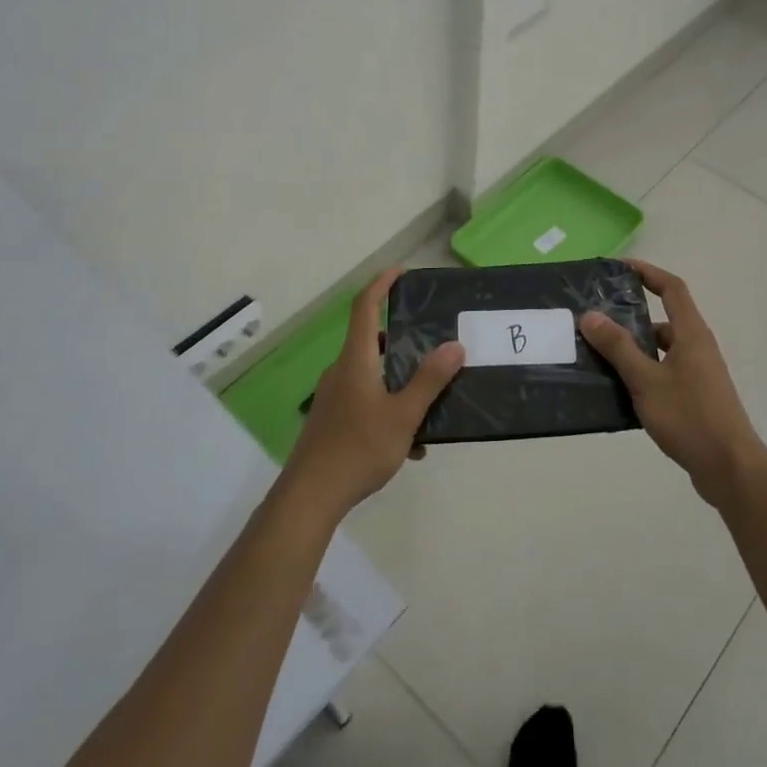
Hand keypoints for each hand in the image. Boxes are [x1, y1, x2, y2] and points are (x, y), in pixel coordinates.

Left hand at [283, 268, 464, 517]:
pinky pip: (366, 399)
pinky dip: (389, 408)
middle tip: (433, 344)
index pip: (365, 307)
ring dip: (400, 382)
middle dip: (403, 340)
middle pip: (372, 340)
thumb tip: (455, 345)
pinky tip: (409, 443)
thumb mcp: (404, 415)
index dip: (381, 284)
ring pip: (372, 374)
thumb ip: (430, 380)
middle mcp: (341, 370)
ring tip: (429, 404)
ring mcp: (334, 395)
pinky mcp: (332, 418)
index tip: (401, 271)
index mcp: (356, 359)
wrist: (311, 495)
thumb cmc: (358, 448)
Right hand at [579, 259, 766, 506]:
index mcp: (691, 334)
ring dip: (633, 350)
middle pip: (663, 320)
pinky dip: (642, 374)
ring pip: (661, 351)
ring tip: (598, 357)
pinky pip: (663, 374)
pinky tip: (618, 391)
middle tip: (596, 321)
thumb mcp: (646, 380)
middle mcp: (698, 348)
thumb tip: (590, 315)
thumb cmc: (690, 417)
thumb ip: (618, 348)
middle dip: (630, 318)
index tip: (619, 268)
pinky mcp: (695, 398)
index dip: (648, 272)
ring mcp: (699, 374)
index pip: (672, 288)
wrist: (730, 468)